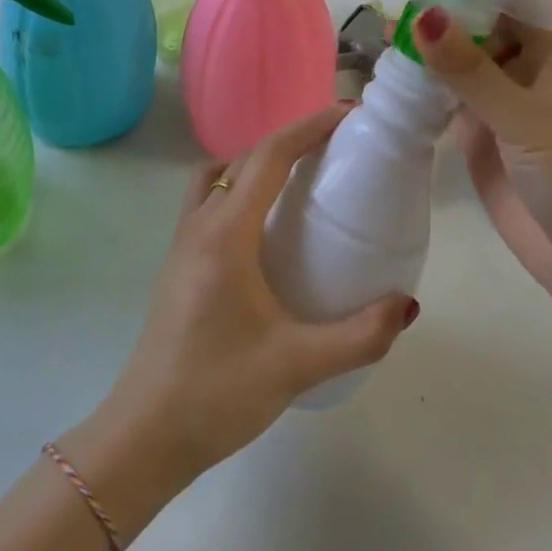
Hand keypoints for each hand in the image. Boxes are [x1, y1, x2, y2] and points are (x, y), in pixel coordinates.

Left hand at [74, 105, 417, 503]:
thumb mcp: (296, 366)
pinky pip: (209, 200)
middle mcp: (200, 224)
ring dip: (259, 162)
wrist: (143, 437)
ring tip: (301, 180)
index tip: (347, 114)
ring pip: (220, 175)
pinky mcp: (178, 263)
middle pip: (245, 158)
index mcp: (225, 234)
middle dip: (291, 139)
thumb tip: (408, 305)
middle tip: (337, 146)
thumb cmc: (217, 393)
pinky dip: (239, 188)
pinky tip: (265, 228)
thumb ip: (359, 336)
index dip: (309, 127)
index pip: (269, 156)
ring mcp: (182, 242)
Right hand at [411, 7, 551, 371]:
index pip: (503, 1)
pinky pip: (447, 107)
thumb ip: (469, 69)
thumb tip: (423, 13)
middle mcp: (524, 71)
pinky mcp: (483, 142)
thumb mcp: (523, 117)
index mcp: (550, 51)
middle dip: (435, 25)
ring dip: (424, 61)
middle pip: (474, 33)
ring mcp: (501, 108)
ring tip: (375, 46)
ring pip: (457, 70)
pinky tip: (386, 87)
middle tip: (382, 16)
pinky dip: (421, 97)